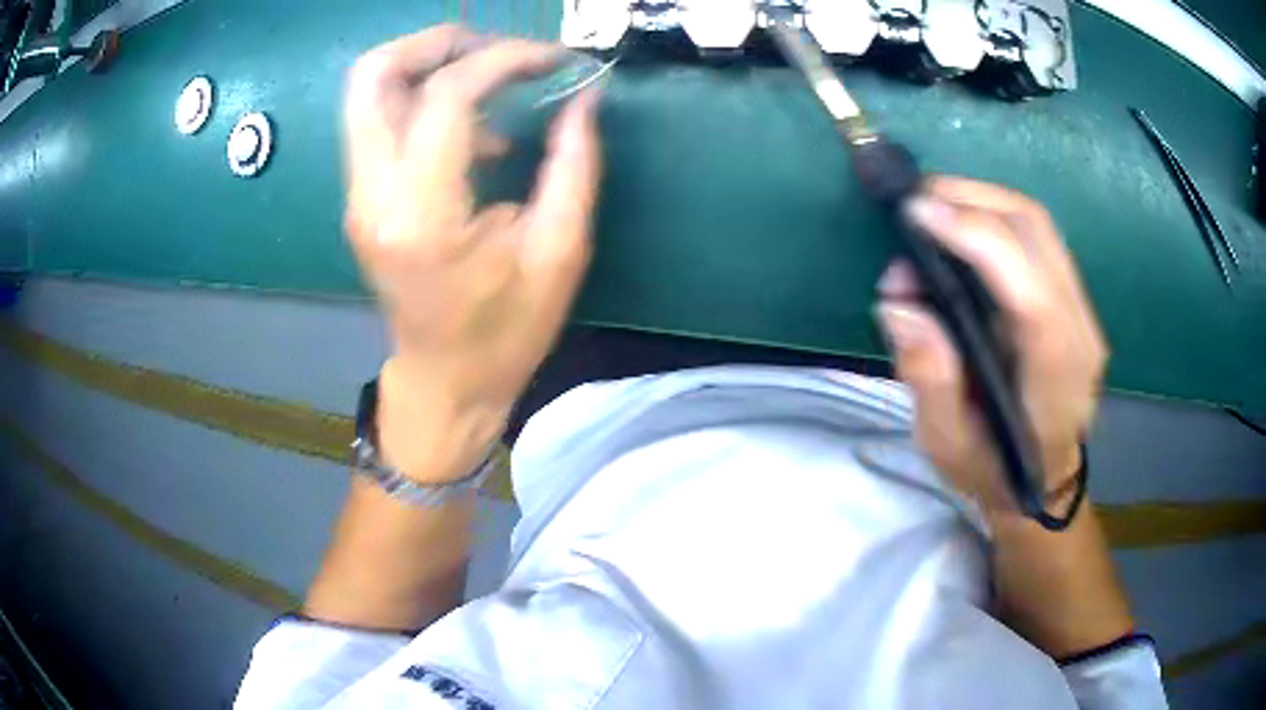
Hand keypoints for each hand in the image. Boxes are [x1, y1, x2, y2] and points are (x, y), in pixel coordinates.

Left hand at [343, 26, 601, 480]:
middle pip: (374, 77)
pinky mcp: (360, 200)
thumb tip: (585, 97)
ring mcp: (357, 197)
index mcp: (424, 216)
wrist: (443, 383)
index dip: (504, 60)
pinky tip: (471, 125)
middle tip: (496, 48)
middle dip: (437, 42)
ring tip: (490, 76)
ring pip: (365, 93)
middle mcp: (374, 197)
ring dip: (425, 64)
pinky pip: (377, 121)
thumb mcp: (560, 253)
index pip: (447, 97)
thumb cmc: (505, 333)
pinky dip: (420, 97)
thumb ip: (575, 165)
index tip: (553, 60)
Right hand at [875, 177, 1106, 514]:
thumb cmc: (996, 472)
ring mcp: (1083, 311)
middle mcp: (1080, 332)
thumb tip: (898, 303)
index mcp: (1054, 375)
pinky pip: (1038, 239)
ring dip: (982, 201)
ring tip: (933, 208)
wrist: (1046, 480)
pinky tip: (962, 228)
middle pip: (1035, 233)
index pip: (1028, 287)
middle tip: (916, 203)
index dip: (975, 237)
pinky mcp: (1074, 301)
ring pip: (1039, 225)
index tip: (916, 214)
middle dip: (972, 200)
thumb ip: (928, 377)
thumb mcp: (949, 445)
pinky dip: (995, 218)